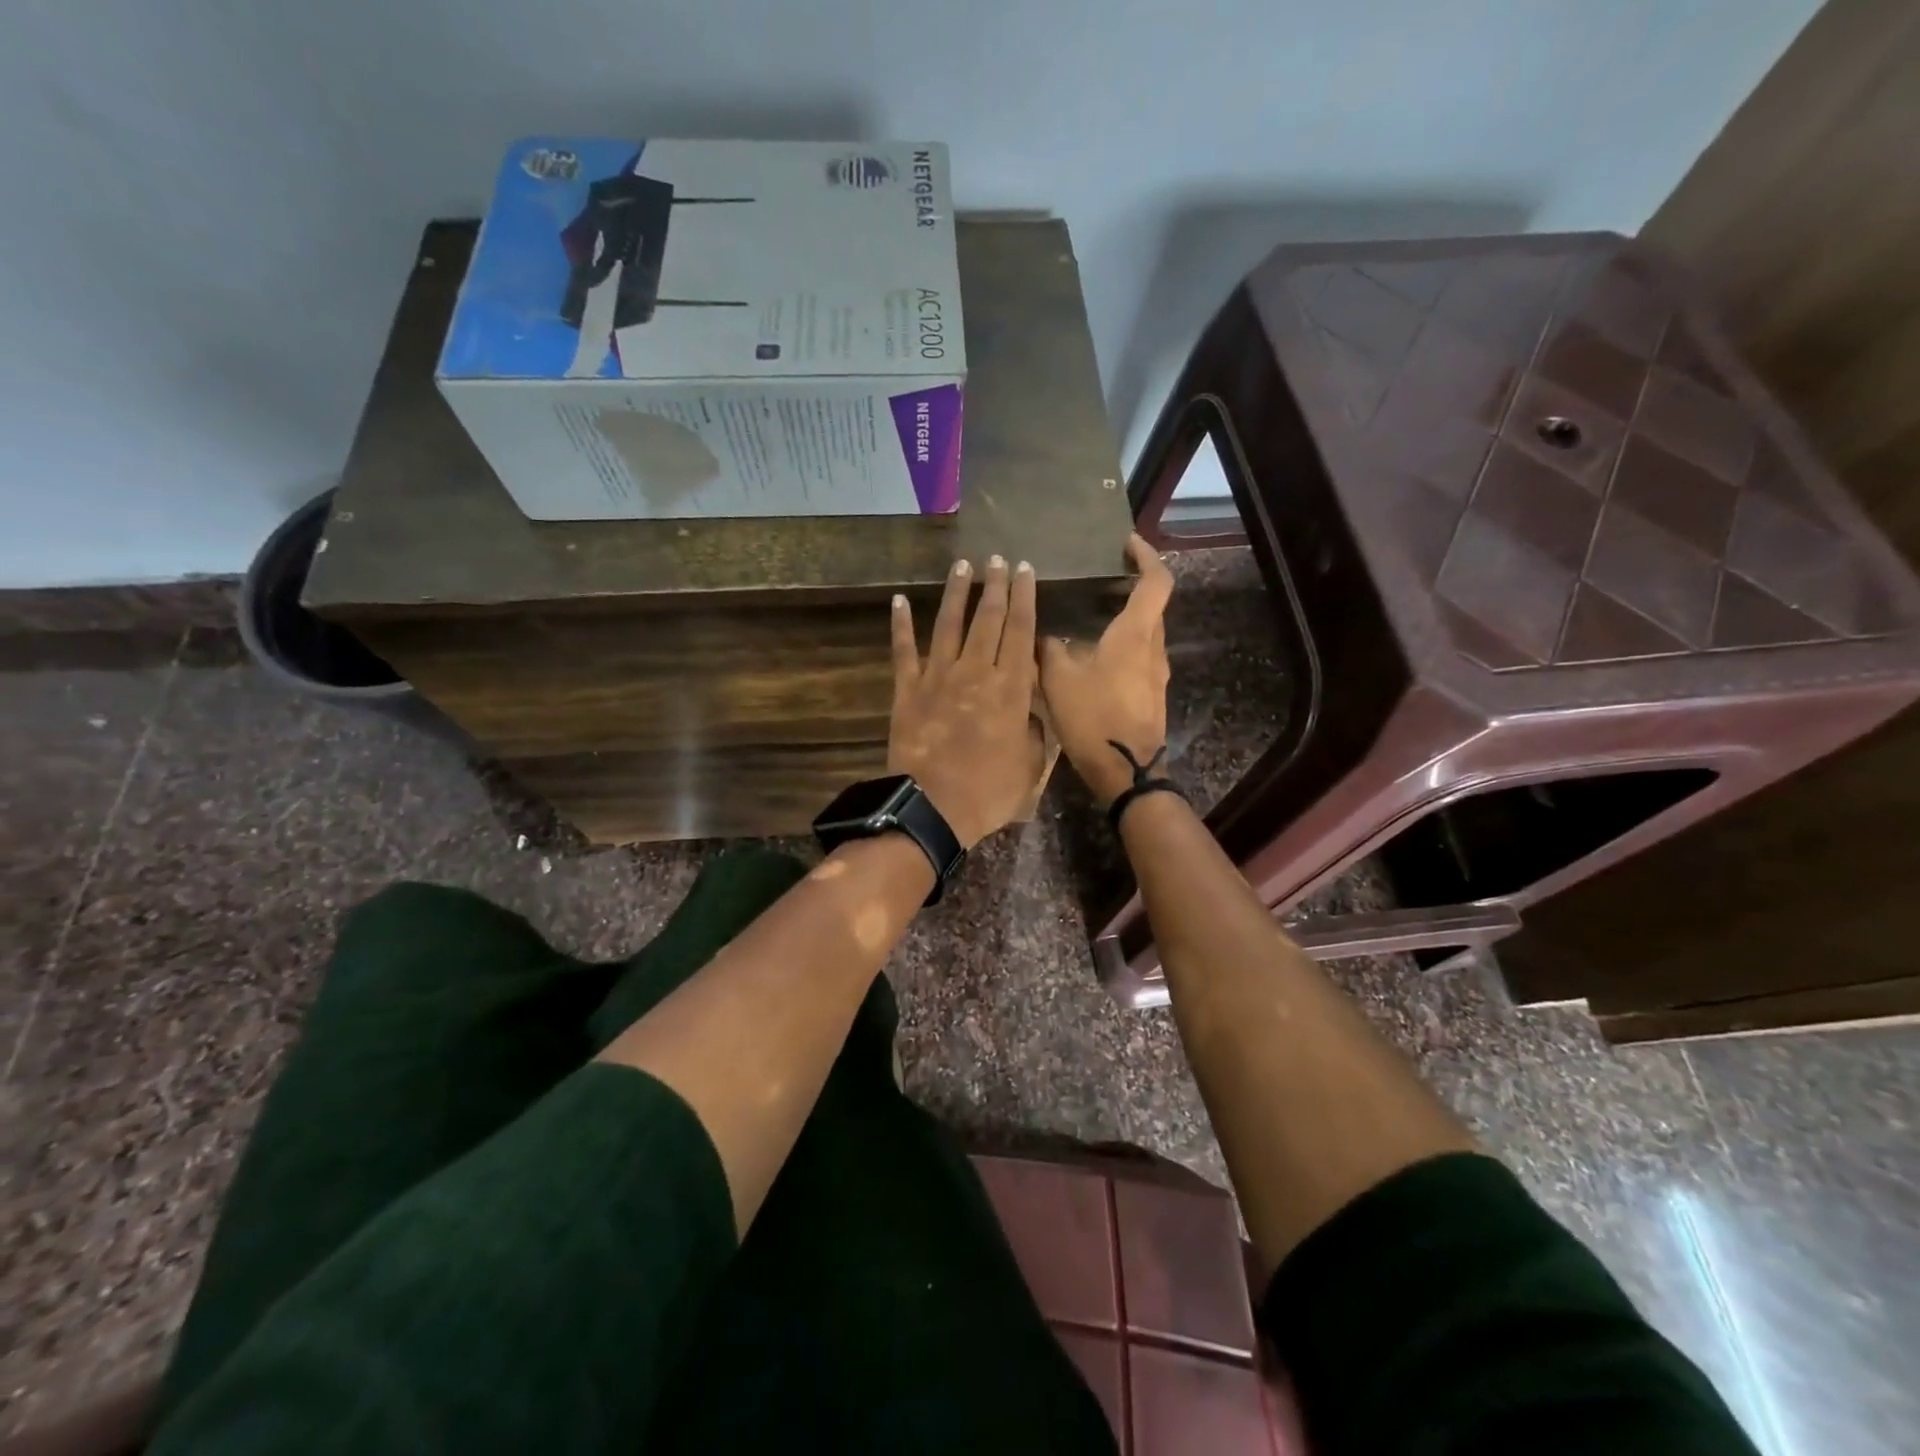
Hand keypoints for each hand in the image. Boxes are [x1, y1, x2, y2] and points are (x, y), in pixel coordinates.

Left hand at [889, 556, 1046, 849]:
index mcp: (1010, 688)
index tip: (1025, 570)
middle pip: (988, 618)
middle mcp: (976, 671)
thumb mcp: (1031, 764)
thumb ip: (1034, 730)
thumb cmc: (990, 790)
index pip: (1021, 630)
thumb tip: (1031, 710)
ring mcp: (938, 677)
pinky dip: (901, 625)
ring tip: (962, 565)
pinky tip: (899, 600)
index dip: (1024, 597)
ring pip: (949, 625)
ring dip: (956, 593)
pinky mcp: (907, 690)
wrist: (934, 807)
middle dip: (995, 585)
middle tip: (998, 558)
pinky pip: (903, 651)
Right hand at [1038, 534, 1173, 806]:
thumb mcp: (1058, 679)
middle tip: (1101, 578)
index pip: (1156, 581)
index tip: (1128, 543)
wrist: (1125, 771)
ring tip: (1092, 615)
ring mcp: (1157, 674)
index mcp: (1135, 634)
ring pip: (1147, 633)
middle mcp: (1153, 648)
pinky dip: (1124, 644)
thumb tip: (1041, 634)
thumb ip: (1049, 648)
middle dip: (1133, 587)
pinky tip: (1095, 655)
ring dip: (1127, 618)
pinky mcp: (1152, 695)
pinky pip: (1141, 657)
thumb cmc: (1094, 718)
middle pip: (1153, 606)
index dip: (1147, 556)